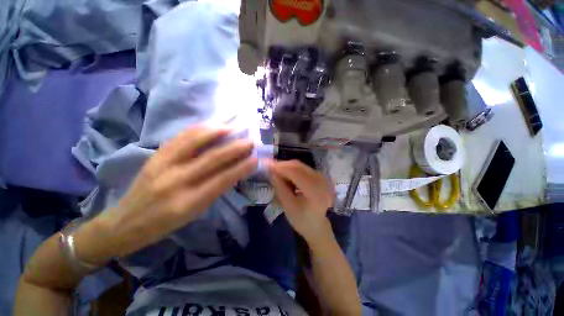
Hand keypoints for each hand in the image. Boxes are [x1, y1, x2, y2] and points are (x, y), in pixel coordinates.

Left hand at [77, 126, 256, 262]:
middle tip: (250, 141)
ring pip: (194, 142)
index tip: (256, 158)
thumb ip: (215, 190)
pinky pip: (179, 137)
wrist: (125, 223)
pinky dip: (198, 129)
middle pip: (212, 158)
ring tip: (232, 126)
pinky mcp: (154, 156)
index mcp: (188, 202)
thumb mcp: (195, 213)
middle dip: (235, 148)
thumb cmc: (165, 224)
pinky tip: (210, 125)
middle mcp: (176, 181)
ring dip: (216, 132)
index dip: (242, 167)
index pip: (223, 179)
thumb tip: (234, 170)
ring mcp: (162, 165)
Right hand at [268, 160, 334, 244]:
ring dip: (287, 167)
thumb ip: (280, 187)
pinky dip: (293, 170)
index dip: (280, 168)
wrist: (317, 226)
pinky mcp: (320, 177)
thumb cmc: (301, 220)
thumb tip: (271, 172)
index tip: (267, 166)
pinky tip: (286, 175)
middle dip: (283, 165)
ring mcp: (322, 178)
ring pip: (301, 166)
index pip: (295, 173)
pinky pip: (304, 169)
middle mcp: (321, 181)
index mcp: (315, 191)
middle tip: (270, 168)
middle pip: (299, 166)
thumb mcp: (288, 205)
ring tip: (276, 172)